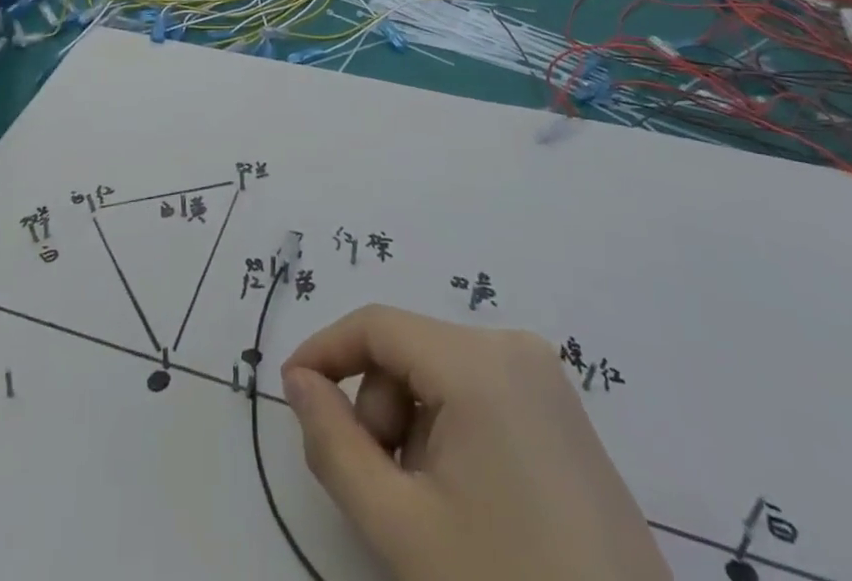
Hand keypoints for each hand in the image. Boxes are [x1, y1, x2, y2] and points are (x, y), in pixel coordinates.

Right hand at [283, 305, 668, 580]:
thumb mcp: (400, 526)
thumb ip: (334, 444)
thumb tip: (298, 381)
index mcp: (478, 361)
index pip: (377, 325)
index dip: (325, 351)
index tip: (291, 394)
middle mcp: (513, 346)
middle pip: (409, 350)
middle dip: (378, 409)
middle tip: (379, 486)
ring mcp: (544, 376)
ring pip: (440, 372)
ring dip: (412, 426)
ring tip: (427, 505)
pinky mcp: (560, 409)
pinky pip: (477, 390)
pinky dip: (449, 429)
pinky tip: (464, 498)